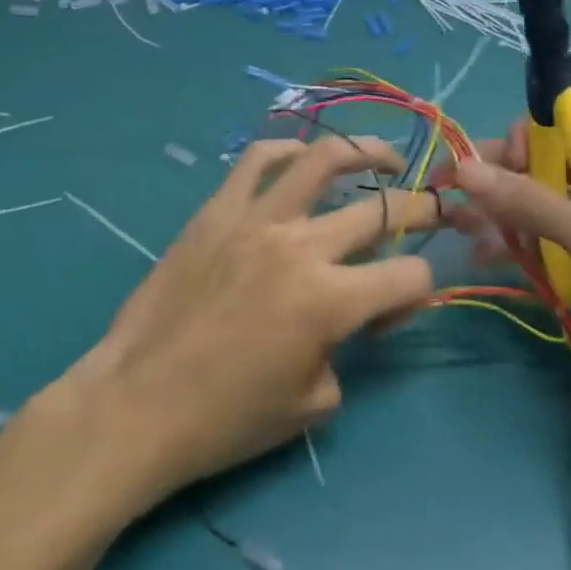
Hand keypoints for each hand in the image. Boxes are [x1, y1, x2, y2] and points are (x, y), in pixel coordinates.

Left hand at [64, 134, 439, 506]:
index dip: (418, 295)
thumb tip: (349, 320)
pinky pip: (255, 162)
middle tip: (432, 210)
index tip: (390, 317)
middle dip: (421, 210)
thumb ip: (346, 351)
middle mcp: (300, 246)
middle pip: (381, 211)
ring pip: (321, 161)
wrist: (138, 404)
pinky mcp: (215, 212)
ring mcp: (254, 220)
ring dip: (364, 152)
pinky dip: (286, 150)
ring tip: (383, 156)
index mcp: (331, 300)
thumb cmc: (227, 419)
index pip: (409, 275)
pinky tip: (302, 156)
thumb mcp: (313, 403)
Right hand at [441, 108, 570, 385]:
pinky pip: (547, 243)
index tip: (488, 172)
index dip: (523, 138)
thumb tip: (464, 167)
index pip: (566, 121)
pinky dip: (517, 247)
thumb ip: (530, 201)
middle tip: (452, 205)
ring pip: (540, 205)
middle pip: (545, 163)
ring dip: (500, 216)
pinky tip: (484, 260)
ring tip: (458, 233)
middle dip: (498, 180)